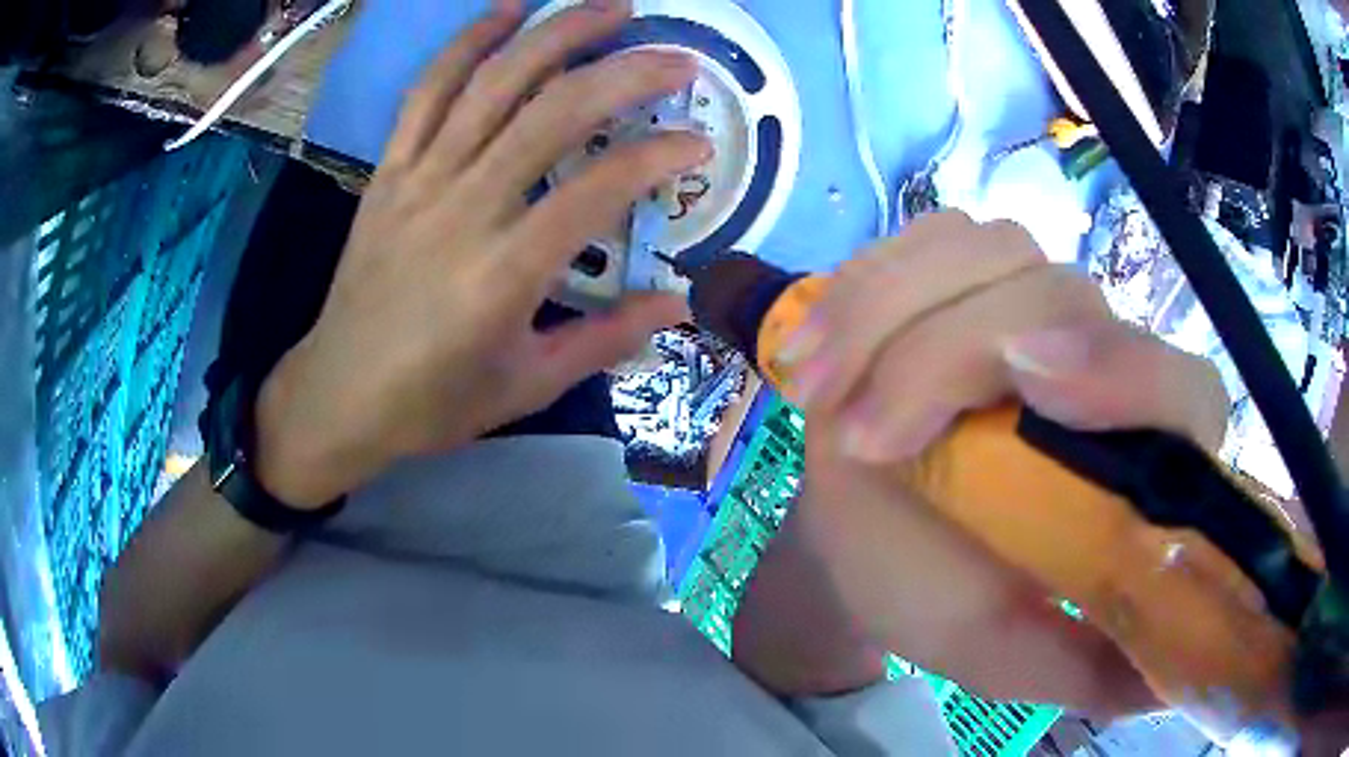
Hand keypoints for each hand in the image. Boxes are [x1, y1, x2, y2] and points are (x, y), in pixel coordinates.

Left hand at [254, 0, 709, 506]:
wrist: (337, 395)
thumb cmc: (432, 403)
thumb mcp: (527, 387)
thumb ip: (606, 340)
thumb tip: (678, 304)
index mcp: (503, 273)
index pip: (598, 191)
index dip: (658, 158)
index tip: (699, 145)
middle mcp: (463, 209)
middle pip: (553, 113)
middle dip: (626, 73)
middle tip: (678, 58)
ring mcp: (420, 180)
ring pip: (493, 83)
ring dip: (556, 34)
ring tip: (609, 7)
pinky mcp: (389, 171)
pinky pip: (428, 92)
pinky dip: (469, 42)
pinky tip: (507, 10)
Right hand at [780, 211, 1228, 714]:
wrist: (860, 538)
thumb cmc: (934, 594)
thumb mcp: (1000, 652)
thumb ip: (1078, 669)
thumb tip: (1168, 684)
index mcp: (1135, 453)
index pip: (1180, 389)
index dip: (1129, 373)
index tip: (1031, 386)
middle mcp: (1099, 356)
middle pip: (1062, 295)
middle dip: (953, 354)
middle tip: (861, 441)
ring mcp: (1027, 296)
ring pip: (988, 249)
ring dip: (891, 309)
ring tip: (817, 392)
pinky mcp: (960, 272)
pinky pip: (924, 240)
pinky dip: (863, 286)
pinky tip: (815, 349)